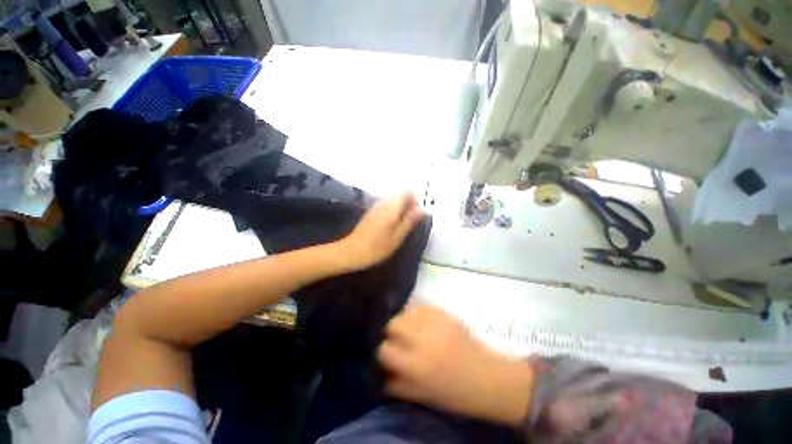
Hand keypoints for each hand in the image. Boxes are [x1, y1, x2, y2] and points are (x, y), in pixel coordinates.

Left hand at [336, 192, 424, 271]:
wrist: (350, 252)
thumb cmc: (376, 248)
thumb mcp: (397, 237)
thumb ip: (410, 222)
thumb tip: (423, 210)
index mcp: (391, 208)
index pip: (407, 192)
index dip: (415, 202)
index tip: (415, 216)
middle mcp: (383, 203)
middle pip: (400, 196)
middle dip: (408, 206)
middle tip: (408, 225)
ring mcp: (375, 207)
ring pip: (393, 202)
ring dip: (400, 211)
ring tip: (400, 228)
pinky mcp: (370, 213)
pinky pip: (386, 207)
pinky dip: (392, 214)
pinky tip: (390, 228)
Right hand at [377, 305, 533, 426]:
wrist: (485, 377)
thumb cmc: (453, 393)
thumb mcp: (421, 396)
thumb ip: (396, 383)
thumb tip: (381, 369)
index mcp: (415, 365)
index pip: (384, 349)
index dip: (383, 351)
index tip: (387, 352)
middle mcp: (421, 340)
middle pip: (393, 323)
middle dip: (391, 330)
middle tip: (397, 338)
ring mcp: (434, 323)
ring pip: (406, 311)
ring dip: (403, 319)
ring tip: (409, 328)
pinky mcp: (444, 313)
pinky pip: (421, 306)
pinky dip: (417, 312)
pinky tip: (422, 321)